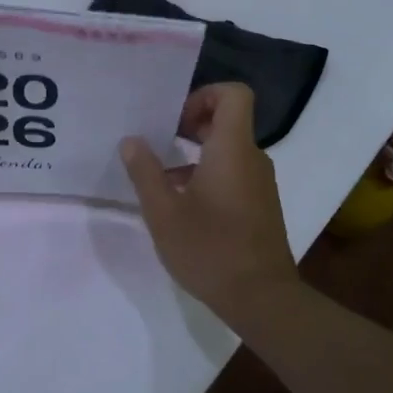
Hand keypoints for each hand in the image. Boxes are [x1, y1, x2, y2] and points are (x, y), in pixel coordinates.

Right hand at [120, 83, 299, 315]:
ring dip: (196, 155)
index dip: (204, 95)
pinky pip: (234, 173)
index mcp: (232, 150)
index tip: (175, 121)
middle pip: (228, 120)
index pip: (234, 94)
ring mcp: (260, 183)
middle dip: (192, 125)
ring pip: (229, 150)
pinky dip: (209, 176)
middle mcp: (252, 159)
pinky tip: (183, 207)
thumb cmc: (210, 249)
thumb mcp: (163, 212)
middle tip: (159, 144)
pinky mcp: (261, 205)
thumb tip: (131, 141)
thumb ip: (144, 172)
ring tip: (162, 180)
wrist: (262, 298)